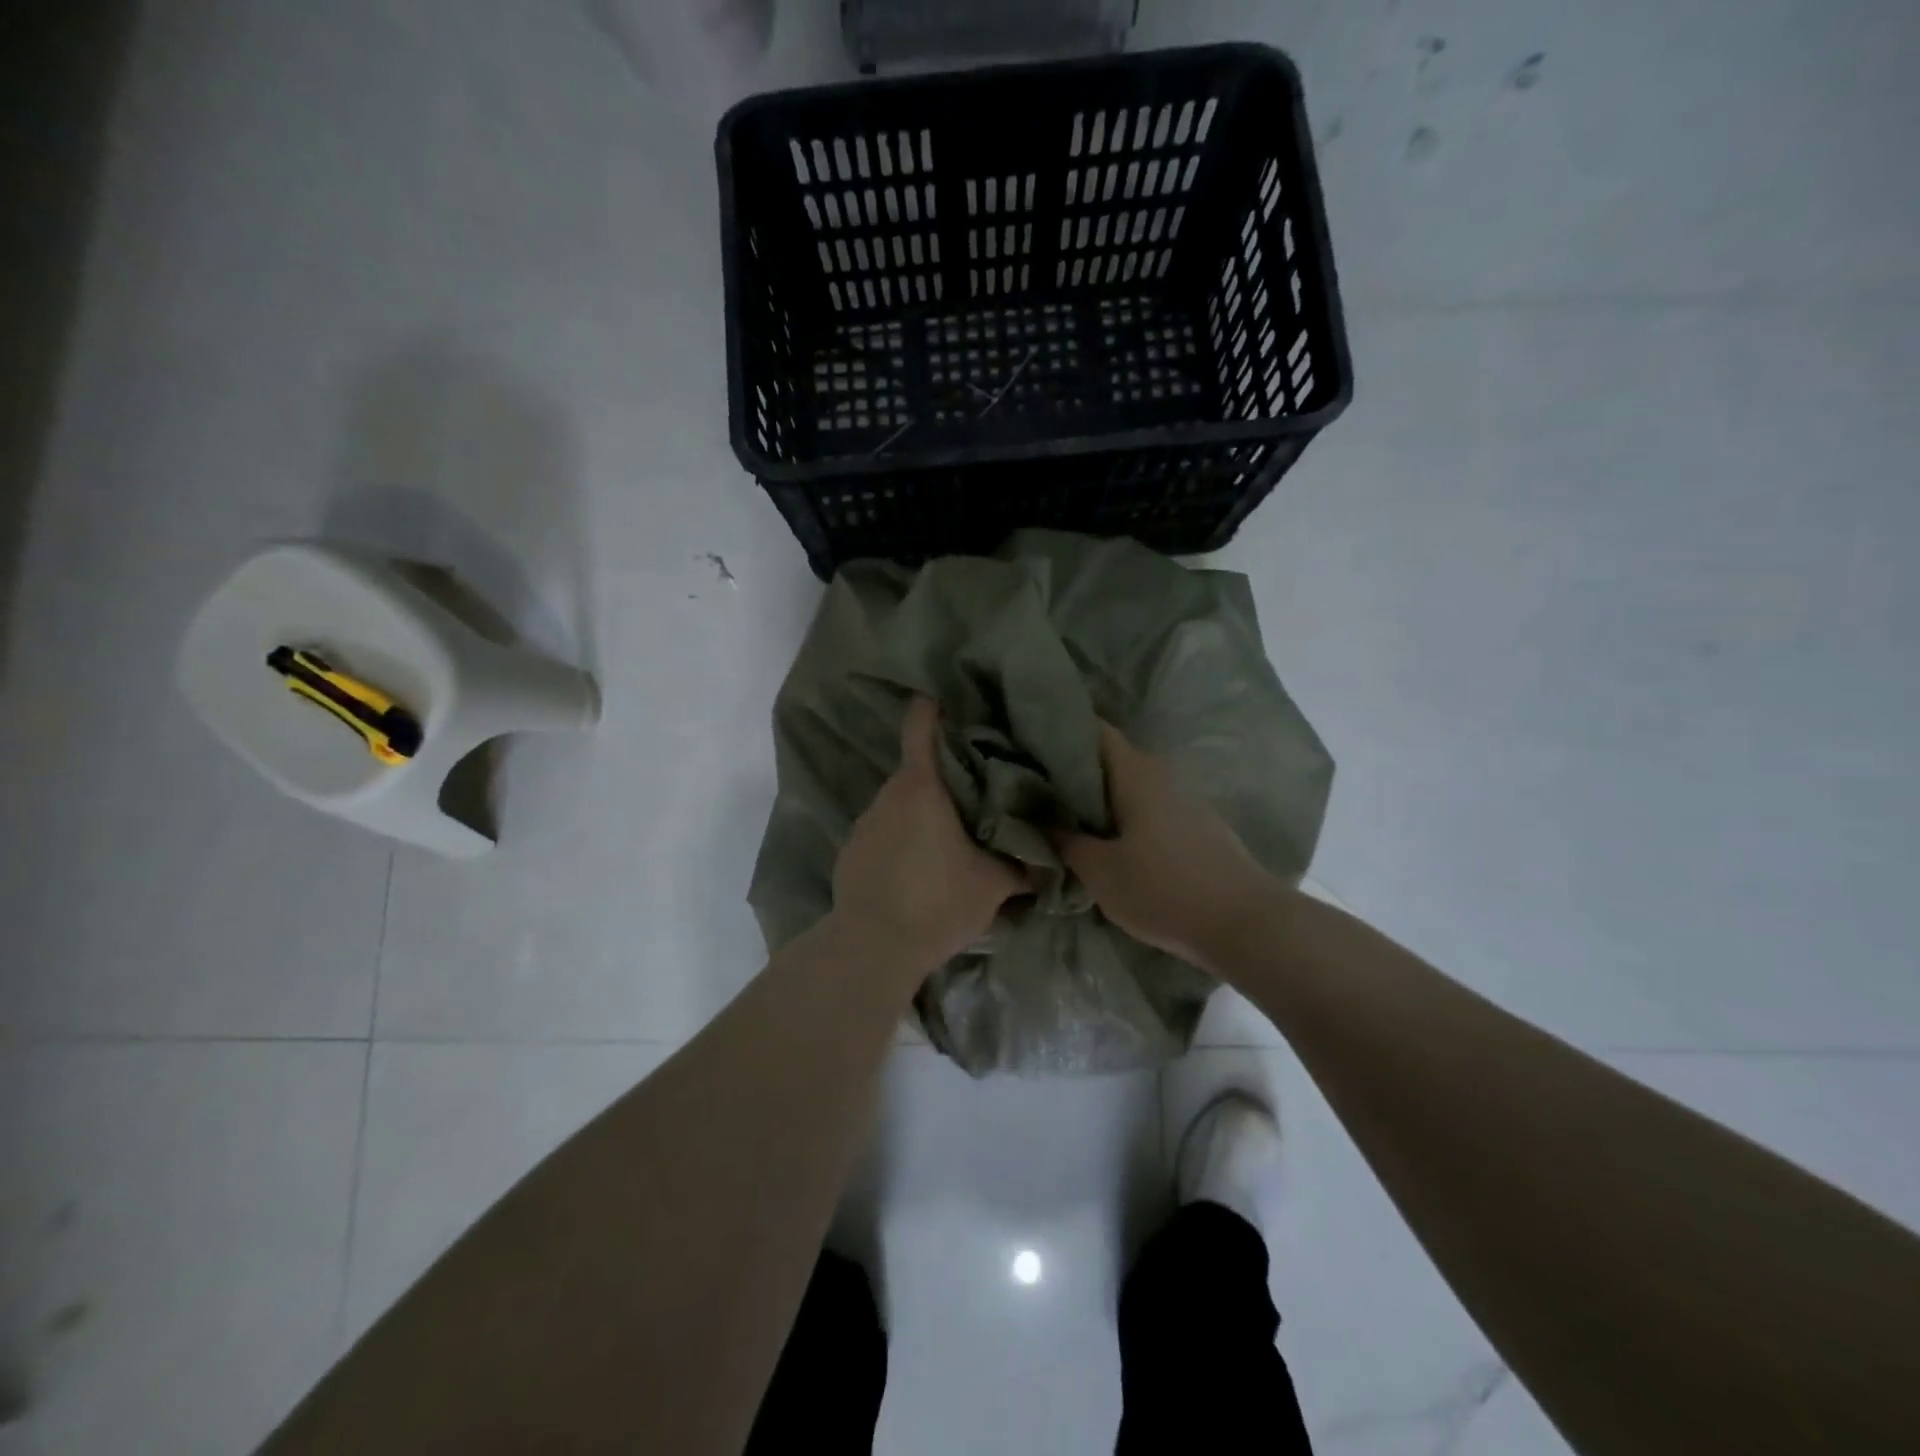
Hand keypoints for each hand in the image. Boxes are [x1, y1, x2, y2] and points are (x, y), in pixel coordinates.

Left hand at [831, 696, 1025, 974]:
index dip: (935, 707)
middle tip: (978, 786)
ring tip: (950, 832)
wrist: (873, 947)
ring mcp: (864, 823)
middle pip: (918, 768)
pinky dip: (902, 836)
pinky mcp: (851, 851)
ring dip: (923, 809)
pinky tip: (919, 866)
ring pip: (901, 802)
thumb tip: (1052, 854)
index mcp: (922, 787)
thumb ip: (1023, 862)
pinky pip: (884, 830)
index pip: (921, 725)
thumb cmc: (938, 901)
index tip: (953, 700)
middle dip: (945, 773)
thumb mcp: (994, 883)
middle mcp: (887, 794)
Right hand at [1055, 722, 1278, 969]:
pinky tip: (1103, 836)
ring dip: (1097, 794)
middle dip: (1072, 768)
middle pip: (1108, 757)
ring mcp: (1182, 797)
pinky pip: (1146, 804)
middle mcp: (1160, 773)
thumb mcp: (1100, 871)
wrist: (1245, 924)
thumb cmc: (1164, 889)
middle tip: (1034, 785)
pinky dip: (1121, 812)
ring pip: (1128, 783)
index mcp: (1135, 771)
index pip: (1092, 729)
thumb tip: (1042, 821)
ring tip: (1061, 811)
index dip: (1059, 731)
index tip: (1026, 744)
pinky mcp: (1194, 824)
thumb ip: (1065, 842)